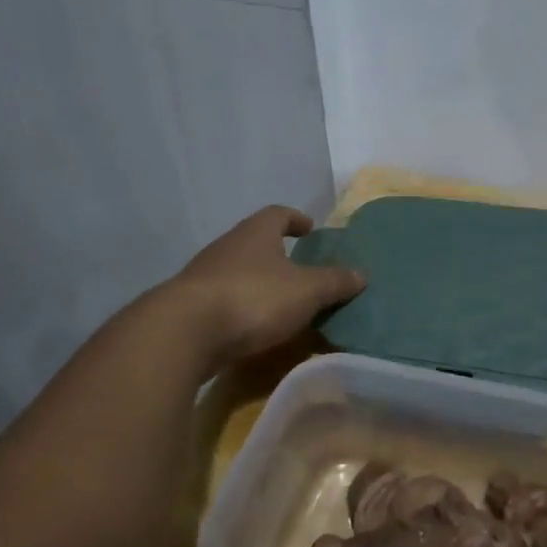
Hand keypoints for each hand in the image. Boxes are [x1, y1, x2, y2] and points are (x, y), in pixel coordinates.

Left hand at [166, 205, 364, 367]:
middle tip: (301, 270)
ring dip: (259, 283)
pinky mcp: (190, 307)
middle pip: (255, 242)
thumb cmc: (253, 298)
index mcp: (255, 233)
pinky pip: (225, 301)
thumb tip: (361, 273)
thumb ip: (334, 282)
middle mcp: (227, 247)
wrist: (185, 332)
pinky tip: (255, 328)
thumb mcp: (306, 291)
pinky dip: (242, 309)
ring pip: (238, 272)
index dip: (296, 219)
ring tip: (282, 304)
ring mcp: (204, 276)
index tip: (310, 229)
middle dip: (278, 254)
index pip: (277, 214)